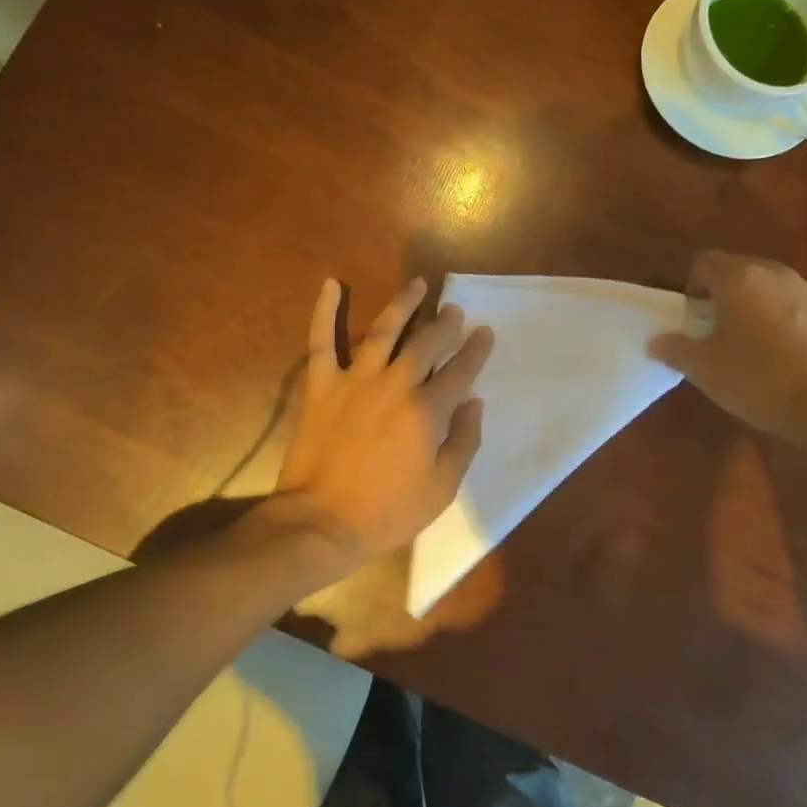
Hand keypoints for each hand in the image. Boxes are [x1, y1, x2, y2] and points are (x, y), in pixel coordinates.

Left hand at [277, 277, 493, 570]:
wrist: (321, 523)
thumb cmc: (387, 512)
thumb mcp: (441, 489)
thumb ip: (463, 442)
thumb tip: (474, 402)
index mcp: (425, 412)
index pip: (459, 372)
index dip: (475, 350)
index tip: (484, 332)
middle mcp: (394, 386)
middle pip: (425, 344)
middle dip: (444, 324)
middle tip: (454, 309)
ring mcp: (354, 381)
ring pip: (382, 331)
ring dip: (402, 304)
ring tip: (417, 285)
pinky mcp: (321, 386)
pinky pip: (321, 341)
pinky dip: (324, 311)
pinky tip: (331, 284)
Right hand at [649, 251, 806, 479]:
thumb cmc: (759, 381)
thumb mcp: (704, 370)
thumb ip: (675, 349)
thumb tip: (656, 341)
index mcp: (739, 280)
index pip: (705, 262)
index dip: (693, 284)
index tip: (693, 315)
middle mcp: (777, 274)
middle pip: (742, 270)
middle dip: (727, 293)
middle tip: (720, 330)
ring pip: (777, 286)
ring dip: (762, 303)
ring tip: (759, 340)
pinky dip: (795, 317)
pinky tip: (794, 350)